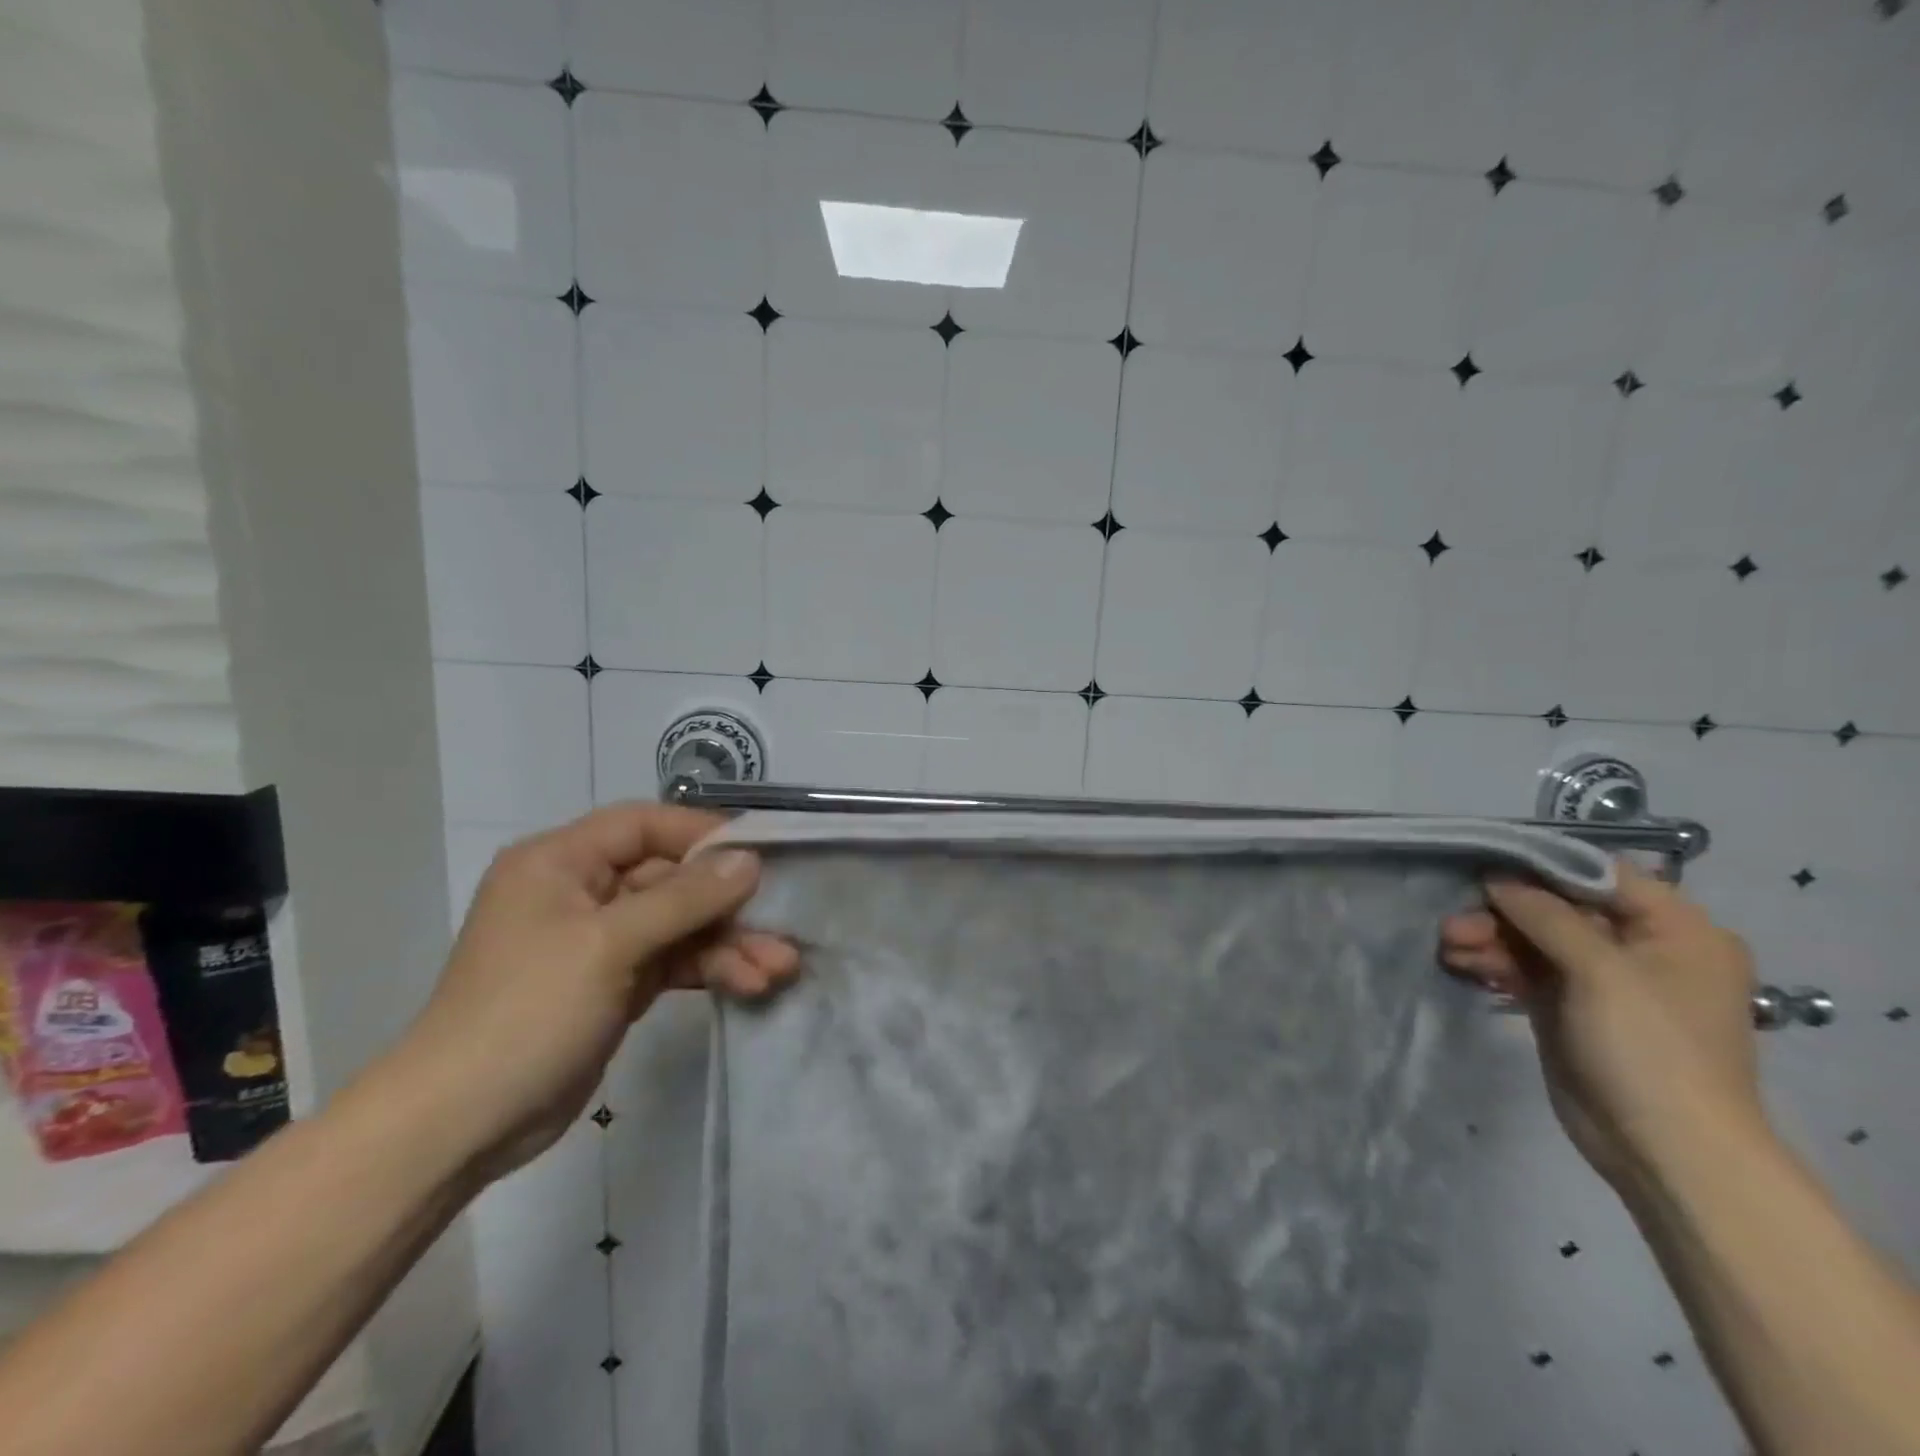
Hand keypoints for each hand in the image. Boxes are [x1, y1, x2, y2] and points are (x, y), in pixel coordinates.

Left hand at [392, 805, 797, 1181]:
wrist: (460, 1126)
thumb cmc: (526, 1012)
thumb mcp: (609, 945)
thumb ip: (685, 898)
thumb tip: (749, 860)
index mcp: (561, 862)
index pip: (644, 824)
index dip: (704, 833)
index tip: (761, 850)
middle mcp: (582, 891)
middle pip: (672, 878)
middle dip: (728, 904)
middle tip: (782, 921)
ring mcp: (601, 941)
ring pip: (680, 924)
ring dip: (729, 943)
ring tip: (779, 967)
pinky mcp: (616, 983)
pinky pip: (675, 960)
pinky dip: (711, 969)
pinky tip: (751, 984)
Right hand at [1439, 861, 1764, 1194]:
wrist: (1666, 1151)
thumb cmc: (1651, 1048)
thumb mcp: (1601, 971)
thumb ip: (1547, 915)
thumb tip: (1498, 877)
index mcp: (1676, 929)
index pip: (1600, 875)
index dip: (1541, 865)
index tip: (1483, 861)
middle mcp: (1641, 947)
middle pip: (1558, 908)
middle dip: (1503, 912)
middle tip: (1455, 921)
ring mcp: (1604, 980)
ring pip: (1535, 939)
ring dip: (1491, 938)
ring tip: (1449, 945)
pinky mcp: (1570, 1007)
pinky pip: (1527, 969)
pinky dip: (1494, 963)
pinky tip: (1459, 964)